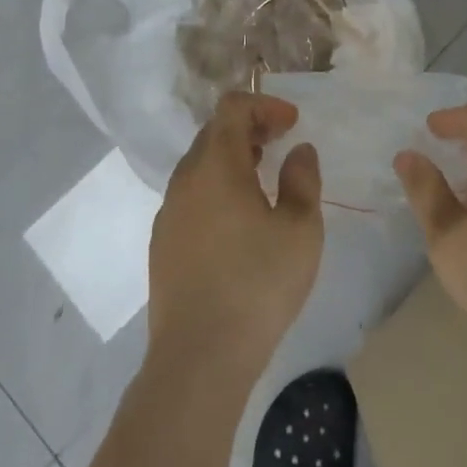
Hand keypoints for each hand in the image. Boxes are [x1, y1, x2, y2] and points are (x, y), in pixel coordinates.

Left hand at [149, 92, 323, 377]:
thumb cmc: (257, 285)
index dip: (264, 105)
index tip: (292, 124)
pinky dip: (216, 188)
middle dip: (249, 128)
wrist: (198, 361)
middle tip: (280, 144)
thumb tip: (298, 151)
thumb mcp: (300, 230)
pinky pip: (191, 196)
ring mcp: (168, 213)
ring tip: (263, 180)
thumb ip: (303, 179)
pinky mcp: (162, 244)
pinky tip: (238, 222)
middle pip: (213, 132)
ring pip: (200, 165)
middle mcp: (185, 179)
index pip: (232, 108)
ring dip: (232, 159)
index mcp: (216, 165)